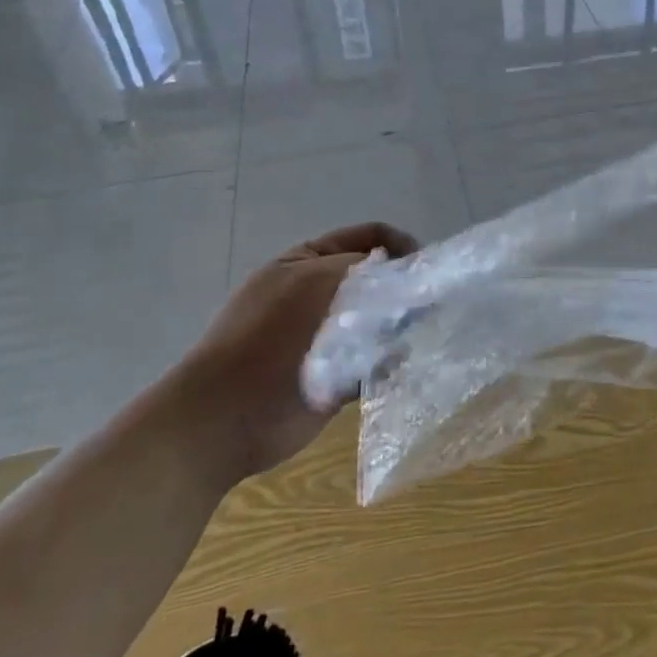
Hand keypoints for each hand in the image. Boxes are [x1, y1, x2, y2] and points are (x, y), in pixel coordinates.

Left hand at [175, 222, 417, 482]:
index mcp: (307, 262)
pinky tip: (406, 365)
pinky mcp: (337, 377)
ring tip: (423, 335)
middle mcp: (319, 294)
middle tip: (431, 305)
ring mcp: (327, 337)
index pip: (368, 238)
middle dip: (404, 289)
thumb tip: (404, 273)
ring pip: (380, 321)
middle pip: (377, 280)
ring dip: (400, 326)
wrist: (225, 418)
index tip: (428, 267)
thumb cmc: (267, 338)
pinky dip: (391, 361)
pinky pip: (375, 361)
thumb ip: (364, 267)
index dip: (401, 245)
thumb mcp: (315, 280)